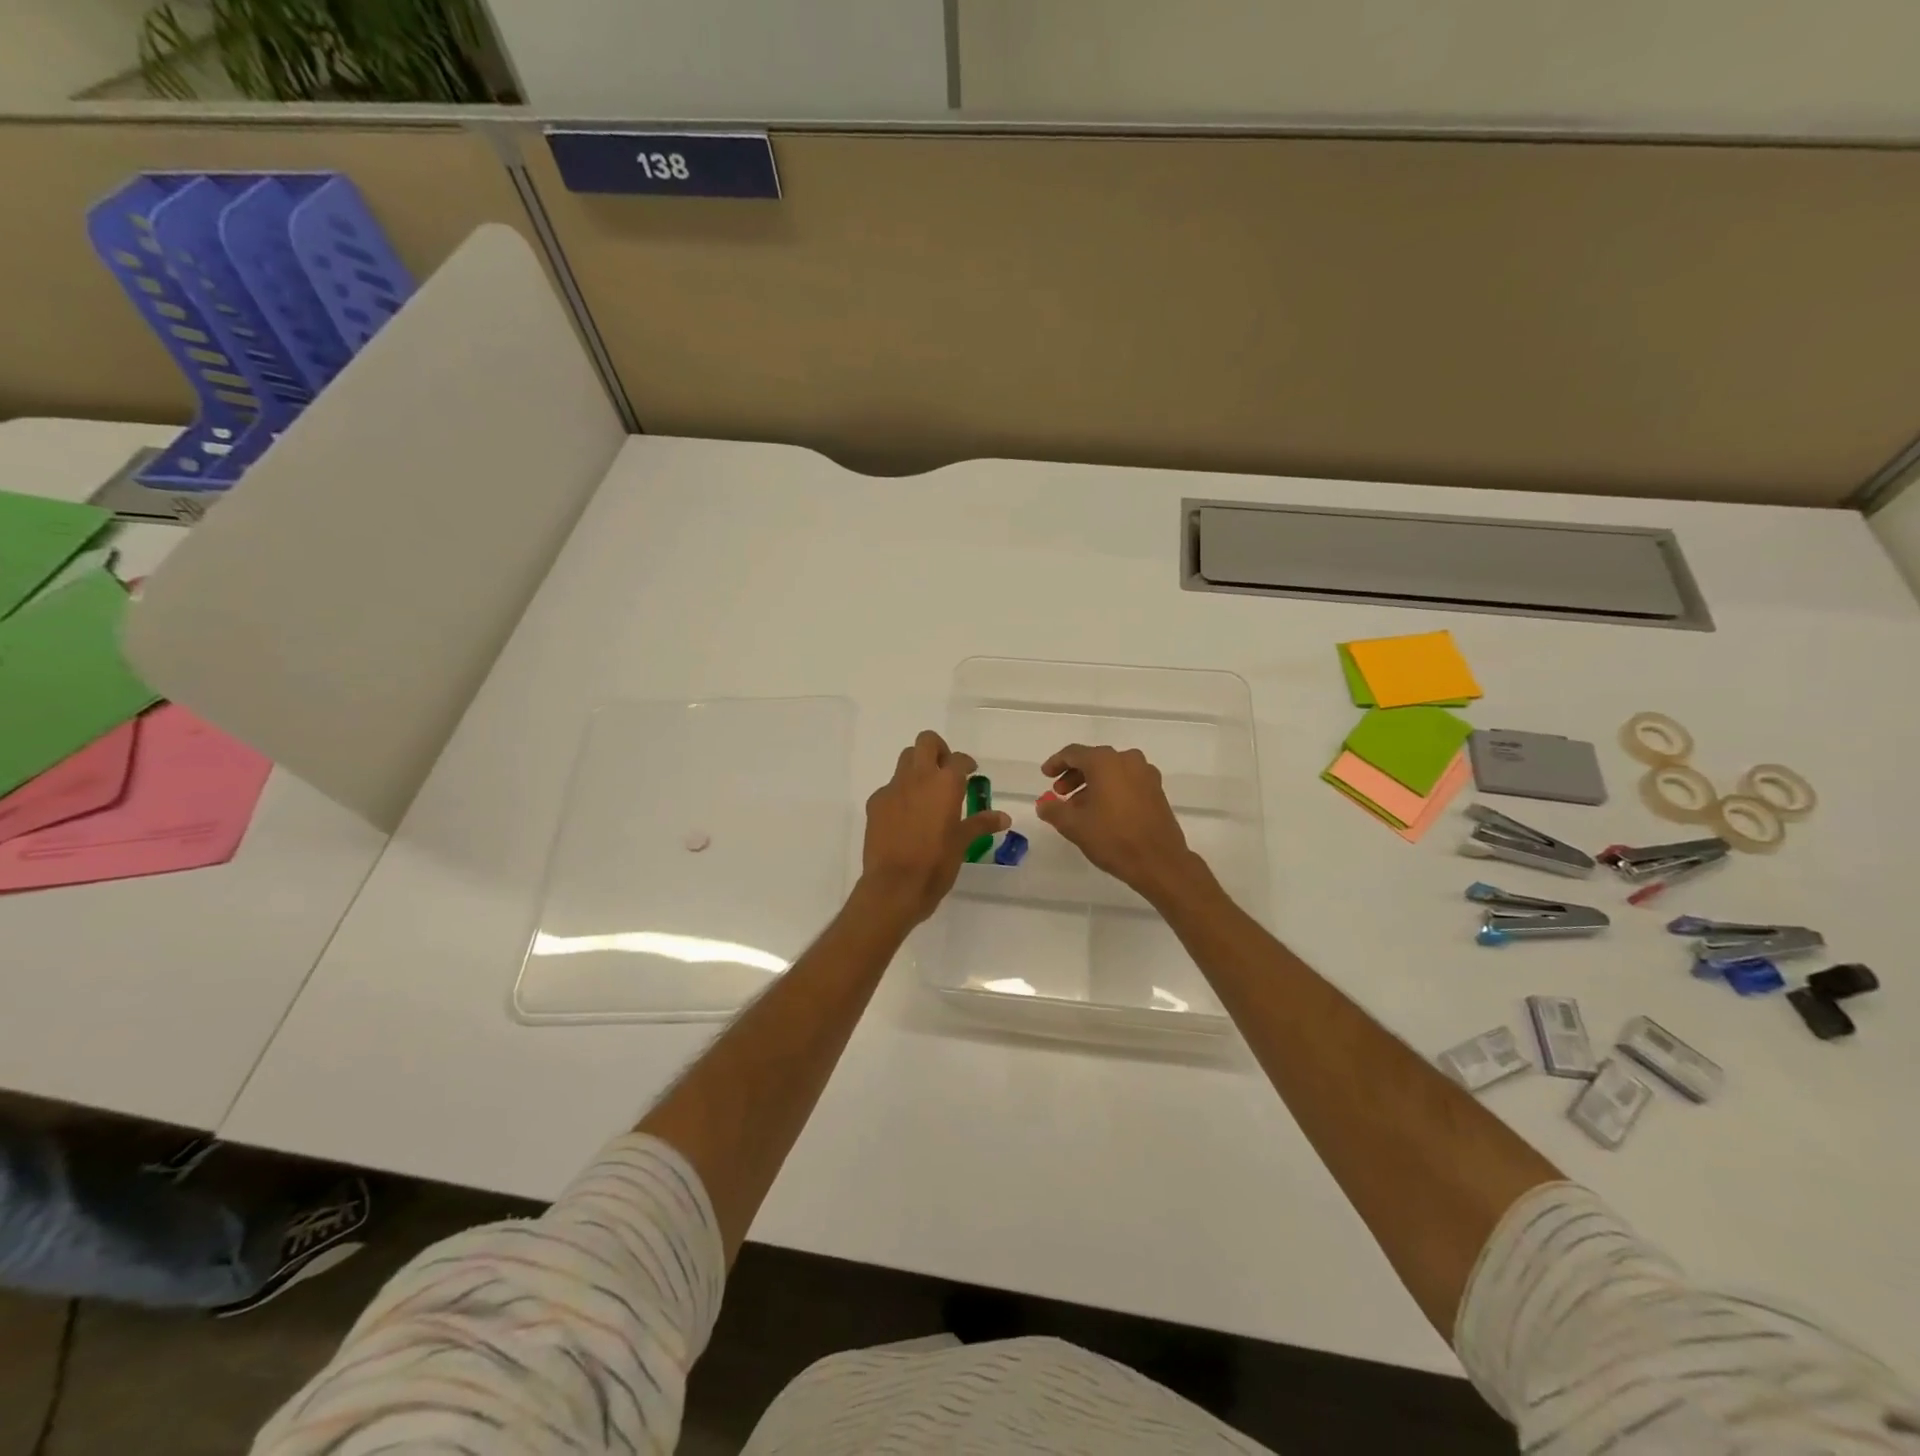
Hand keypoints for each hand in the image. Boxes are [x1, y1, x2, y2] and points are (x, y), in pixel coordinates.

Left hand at [859, 731, 1008, 926]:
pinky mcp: (875, 803)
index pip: (958, 759)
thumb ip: (981, 824)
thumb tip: (1004, 817)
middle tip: (945, 770)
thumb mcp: (962, 843)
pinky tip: (906, 816)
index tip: (971, 772)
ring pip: (905, 760)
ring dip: (917, 767)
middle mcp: (918, 778)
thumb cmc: (936, 864)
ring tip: (926, 792)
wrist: (894, 886)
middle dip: (937, 750)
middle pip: (926, 742)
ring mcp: (893, 788)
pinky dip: (900, 793)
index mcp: (945, 784)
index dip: (966, 763)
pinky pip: (890, 788)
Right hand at [1035, 744, 1204, 903]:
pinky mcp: (1157, 790)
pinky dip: (1111, 790)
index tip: (1045, 776)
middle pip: (1094, 760)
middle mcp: (1128, 760)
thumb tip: (1044, 803)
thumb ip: (1053, 809)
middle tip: (1060, 794)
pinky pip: (1126, 781)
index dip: (1056, 763)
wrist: (1159, 862)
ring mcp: (1146, 774)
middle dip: (1074, 776)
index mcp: (1105, 762)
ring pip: (1111, 771)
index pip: (1074, 753)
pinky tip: (1102, 812)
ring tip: (1079, 807)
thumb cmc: (1113, 838)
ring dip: (1092, 784)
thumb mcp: (1074, 825)